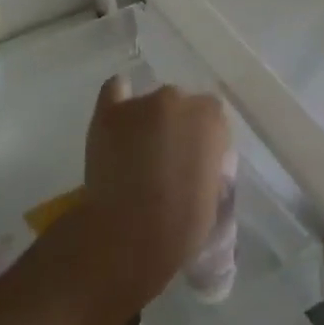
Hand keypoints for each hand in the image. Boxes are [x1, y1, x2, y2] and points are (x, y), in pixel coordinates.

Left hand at [56, 75, 231, 323]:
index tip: (196, 163)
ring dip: (149, 120)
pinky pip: (115, 90)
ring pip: (150, 103)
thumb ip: (210, 166)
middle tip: (168, 160)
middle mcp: (177, 100)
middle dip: (177, 128)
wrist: (130, 235)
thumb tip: (201, 162)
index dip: (204, 141)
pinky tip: (120, 114)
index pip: (213, 117)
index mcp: (210, 119)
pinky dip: (120, 98)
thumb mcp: (215, 195)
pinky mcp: (108, 113)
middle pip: (181, 106)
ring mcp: (140, 103)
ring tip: (138, 151)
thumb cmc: (182, 224)